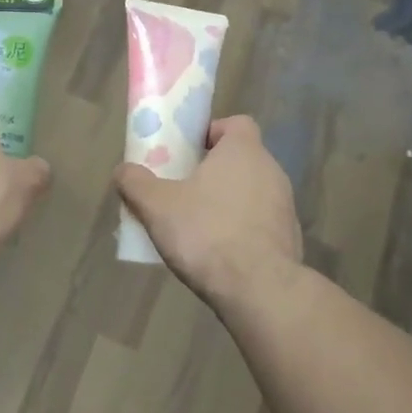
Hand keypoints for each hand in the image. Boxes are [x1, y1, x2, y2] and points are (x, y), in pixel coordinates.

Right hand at [114, 115, 302, 304]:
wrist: (260, 289)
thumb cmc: (207, 234)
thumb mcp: (157, 207)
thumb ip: (136, 184)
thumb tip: (122, 171)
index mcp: (243, 151)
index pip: (235, 124)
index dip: (211, 133)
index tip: (187, 153)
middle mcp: (271, 170)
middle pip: (240, 159)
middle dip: (212, 172)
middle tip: (182, 191)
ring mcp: (285, 205)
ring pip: (250, 192)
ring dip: (227, 202)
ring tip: (197, 227)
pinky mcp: (289, 237)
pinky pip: (259, 223)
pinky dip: (241, 230)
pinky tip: (219, 253)